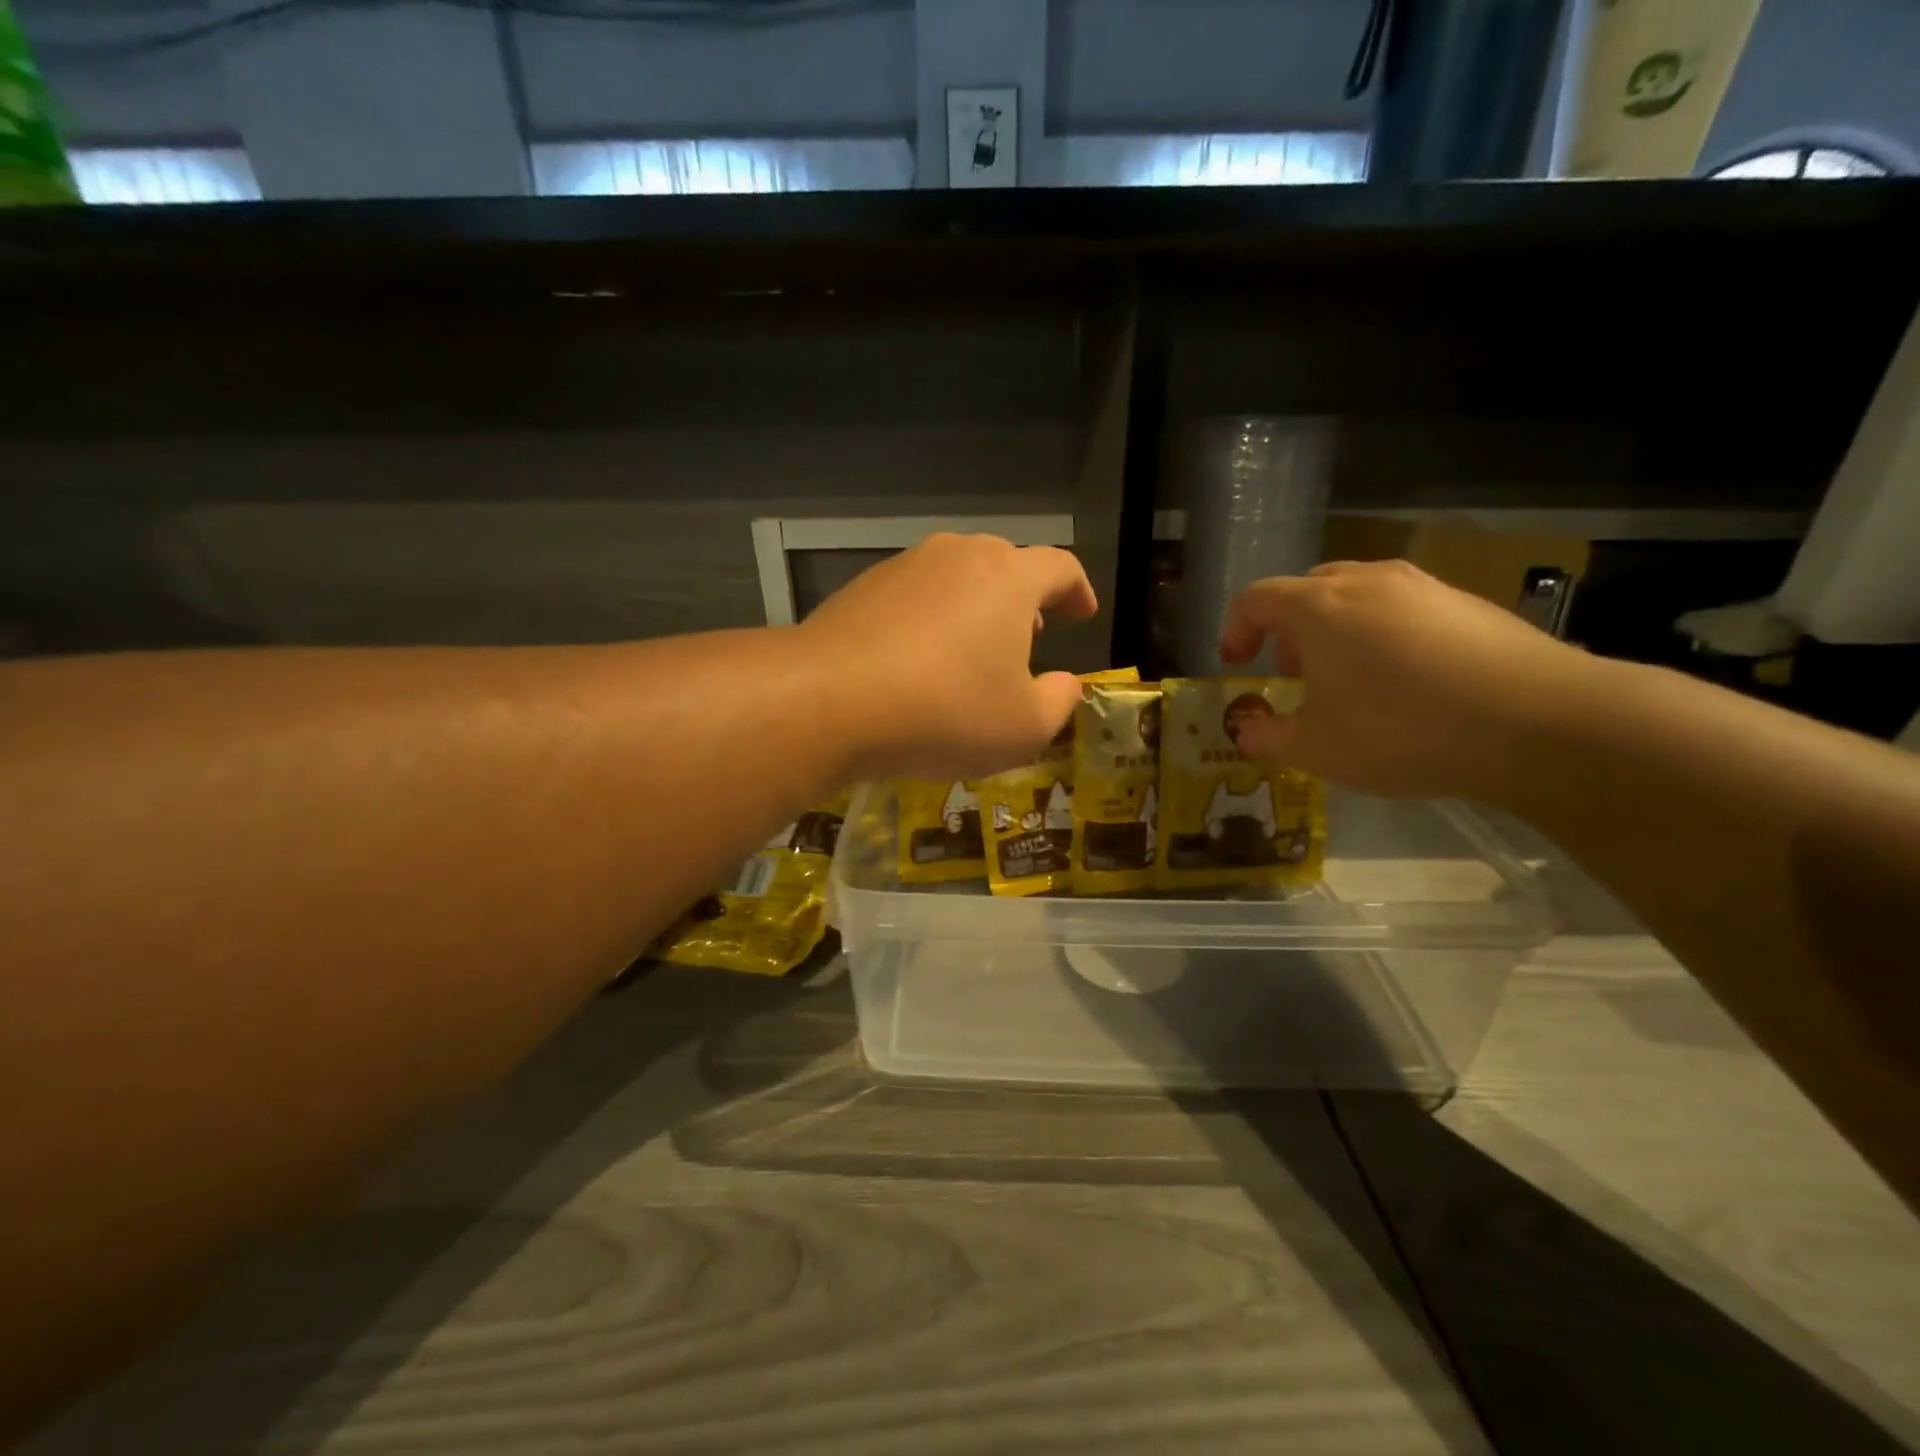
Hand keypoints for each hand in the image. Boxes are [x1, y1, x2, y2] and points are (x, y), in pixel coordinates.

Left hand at [800, 533, 1097, 780]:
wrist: (830, 701)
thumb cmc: (945, 712)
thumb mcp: (1024, 727)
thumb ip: (1060, 701)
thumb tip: (1066, 684)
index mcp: (1010, 578)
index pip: (1060, 567)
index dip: (1078, 590)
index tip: (1083, 614)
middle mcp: (960, 555)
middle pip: (1007, 564)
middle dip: (1026, 599)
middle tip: (1031, 636)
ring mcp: (906, 566)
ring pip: (958, 576)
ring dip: (978, 607)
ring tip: (975, 650)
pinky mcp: (864, 586)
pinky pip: (916, 594)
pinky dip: (933, 617)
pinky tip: (921, 659)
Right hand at [1218, 560, 1592, 798]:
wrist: (1540, 722)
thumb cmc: (1401, 730)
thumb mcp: (1316, 749)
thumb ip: (1267, 738)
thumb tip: (1246, 730)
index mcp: (1318, 607)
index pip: (1256, 599)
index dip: (1235, 629)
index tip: (1236, 665)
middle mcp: (1368, 582)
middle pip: (1308, 590)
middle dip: (1288, 629)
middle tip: (1292, 672)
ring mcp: (1425, 588)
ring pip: (1359, 596)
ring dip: (1337, 631)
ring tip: (1348, 680)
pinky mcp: (1470, 604)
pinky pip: (1405, 610)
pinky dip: (1385, 636)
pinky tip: (1406, 683)